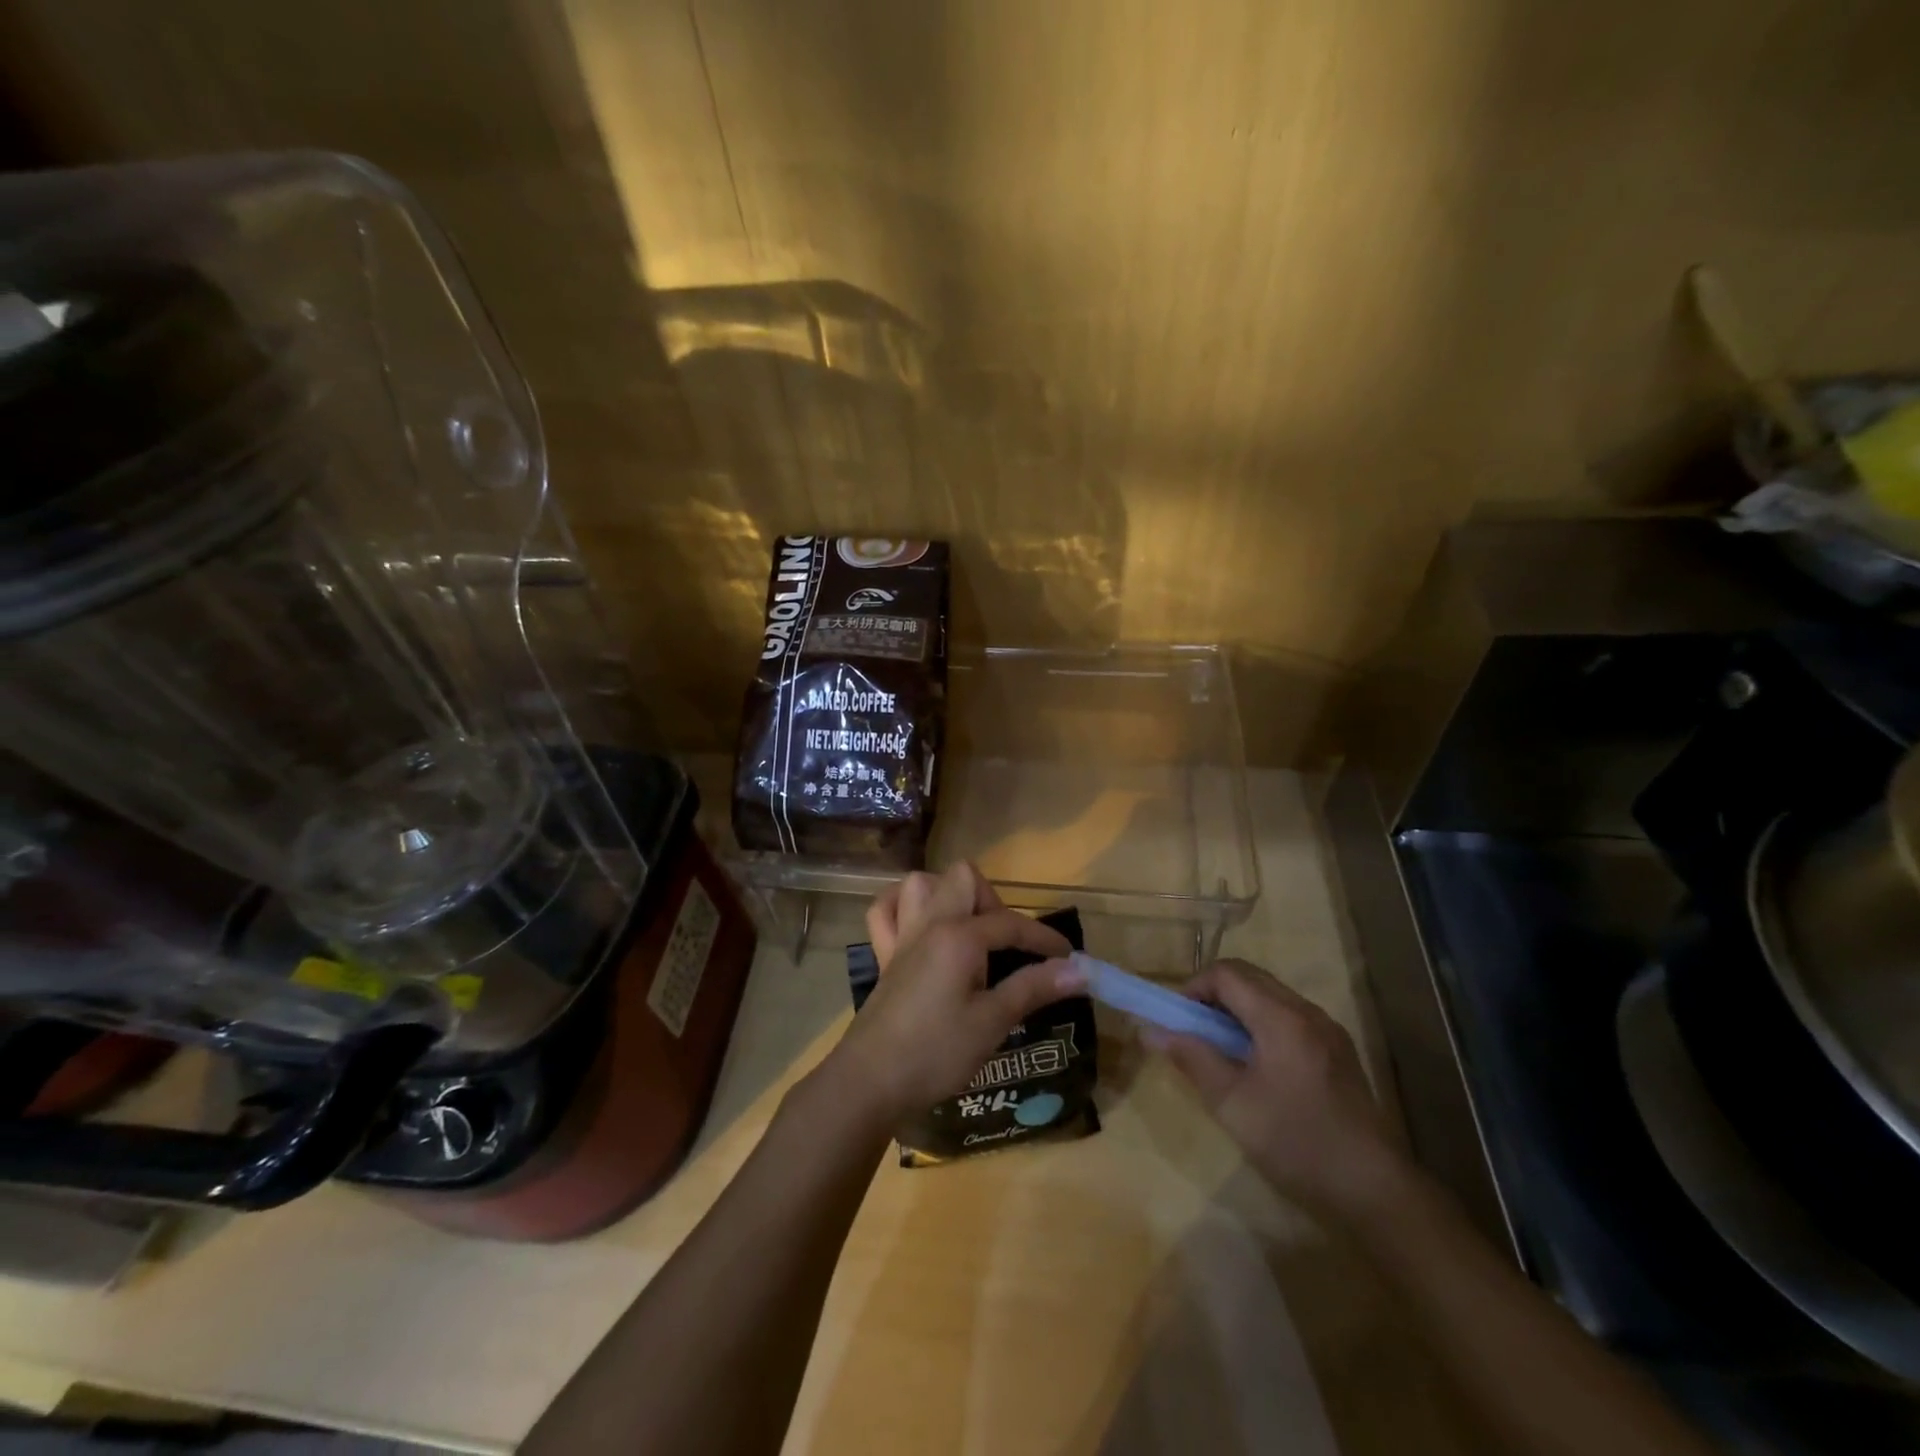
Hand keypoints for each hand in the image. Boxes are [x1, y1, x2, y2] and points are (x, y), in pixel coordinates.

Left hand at [820, 862, 1080, 1125]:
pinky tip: (921, 928)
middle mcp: (929, 923)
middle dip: (993, 901)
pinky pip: (885, 911)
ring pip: (922, 883)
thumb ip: (1033, 988)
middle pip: (964, 878)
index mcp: (959, 936)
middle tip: (1006, 944)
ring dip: (949, 895)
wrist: (870, 1080)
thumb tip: (1079, 970)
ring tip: (969, 932)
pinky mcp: (883, 955)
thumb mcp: (992, 1022)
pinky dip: (903, 908)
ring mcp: (902, 936)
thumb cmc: (936, 1052)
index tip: (1070, 959)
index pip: (1011, 923)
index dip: (1044, 939)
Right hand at [1156, 959, 1407, 1220]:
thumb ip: (1192, 1059)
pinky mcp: (1338, 1050)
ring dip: (1238, 1009)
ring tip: (1221, 1049)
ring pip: (1271, 995)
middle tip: (1194, 1031)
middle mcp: (1307, 1011)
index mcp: (1281, 1018)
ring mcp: (1328, 1030)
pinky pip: (1290, 1016)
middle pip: (1250, 977)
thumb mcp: (1232, 1104)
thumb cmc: (1296, 1144)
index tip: (1178, 1019)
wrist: (1375, 1190)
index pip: (1227, 973)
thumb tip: (1151, 1031)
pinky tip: (1257, 1064)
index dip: (1194, 987)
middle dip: (1214, 995)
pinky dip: (1262, 1023)